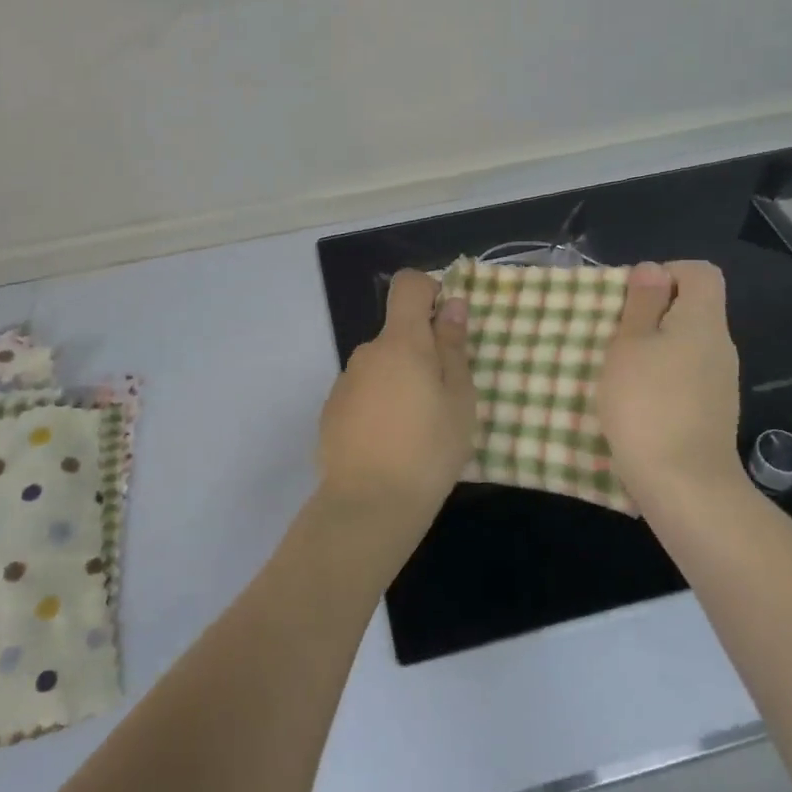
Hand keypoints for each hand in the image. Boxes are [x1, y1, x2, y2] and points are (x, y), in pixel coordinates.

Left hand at [316, 269, 477, 542]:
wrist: (368, 507)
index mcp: (401, 342)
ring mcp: (344, 382)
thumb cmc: (428, 449)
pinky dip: (379, 405)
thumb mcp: (459, 399)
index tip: (447, 325)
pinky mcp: (331, 412)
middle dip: (421, 352)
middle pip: (397, 333)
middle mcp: (367, 352)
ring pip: (381, 367)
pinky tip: (390, 444)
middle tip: (443, 397)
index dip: (429, 291)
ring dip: (400, 382)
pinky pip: (363, 393)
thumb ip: (453, 347)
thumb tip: (451, 304)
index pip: (408, 285)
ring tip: (417, 429)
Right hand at [598, 261, 745, 501]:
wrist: (684, 485)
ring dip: (655, 348)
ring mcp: (721, 381)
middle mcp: (720, 345)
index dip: (666, 273)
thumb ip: (642, 304)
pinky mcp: (713, 411)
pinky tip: (637, 401)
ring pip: (687, 344)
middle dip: (653, 313)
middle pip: (694, 308)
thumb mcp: (629, 345)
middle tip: (615, 333)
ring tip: (620, 369)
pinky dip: (663, 378)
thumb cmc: (647, 404)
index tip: (632, 298)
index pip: (701, 272)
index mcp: (703, 321)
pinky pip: (687, 376)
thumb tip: (653, 269)